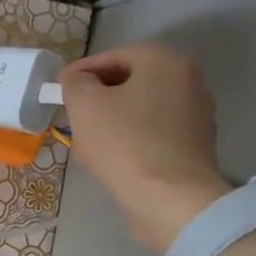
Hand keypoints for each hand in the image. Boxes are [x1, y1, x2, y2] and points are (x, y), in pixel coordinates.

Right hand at [59, 43, 228, 251]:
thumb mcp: (85, 104)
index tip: (59, 94)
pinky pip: (152, 134)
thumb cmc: (125, 143)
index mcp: (166, 61)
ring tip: (89, 146)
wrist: (170, 200)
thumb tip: (77, 79)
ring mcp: (196, 115)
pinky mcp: (194, 146)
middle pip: (128, 83)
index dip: (80, 73)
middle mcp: (189, 81)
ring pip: (139, 110)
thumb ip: (75, 82)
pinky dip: (131, 141)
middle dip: (97, 100)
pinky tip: (113, 162)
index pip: (113, 56)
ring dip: (111, 122)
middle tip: (73, 120)